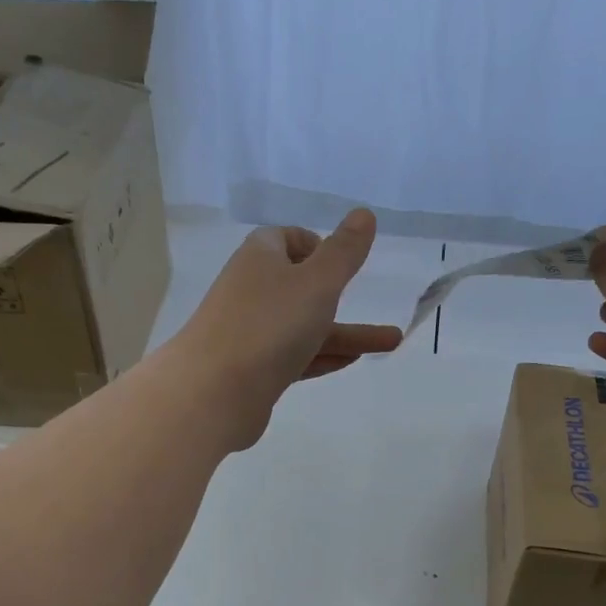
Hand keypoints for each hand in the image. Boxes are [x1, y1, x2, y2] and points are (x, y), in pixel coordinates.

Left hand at [173, 209, 402, 448]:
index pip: (285, 239)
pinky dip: (322, 356)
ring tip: (392, 344)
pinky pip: (294, 357)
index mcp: (259, 258)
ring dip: (345, 333)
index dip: (314, 246)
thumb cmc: (269, 325)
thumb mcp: (317, 283)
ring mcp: (250, 334)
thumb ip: (344, 252)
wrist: (214, 392)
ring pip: (303, 327)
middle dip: (340, 296)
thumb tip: (364, 214)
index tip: (340, 263)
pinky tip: (351, 362)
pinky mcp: (252, 371)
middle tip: (376, 305)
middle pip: (299, 287)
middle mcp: (251, 292)